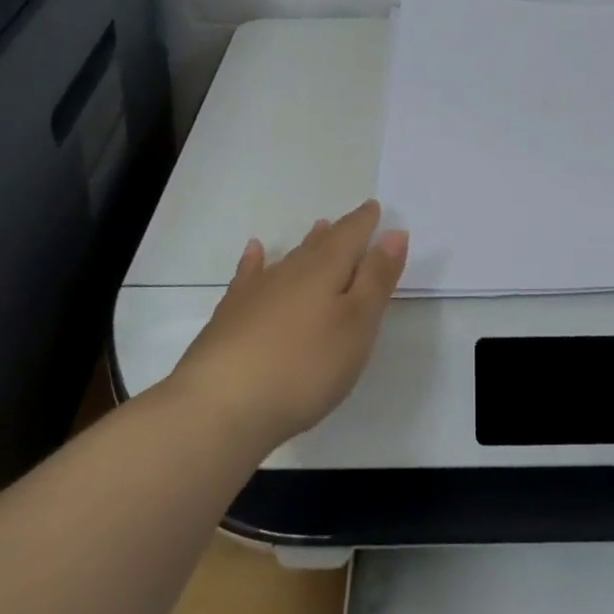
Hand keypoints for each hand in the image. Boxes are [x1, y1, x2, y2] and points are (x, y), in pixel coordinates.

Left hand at [170, 200, 408, 451]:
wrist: (220, 405)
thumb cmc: (305, 366)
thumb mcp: (357, 325)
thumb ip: (376, 278)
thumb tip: (393, 233)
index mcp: (326, 270)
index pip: (350, 235)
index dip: (364, 222)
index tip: (373, 207)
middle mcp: (291, 272)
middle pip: (320, 245)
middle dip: (339, 233)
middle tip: (350, 220)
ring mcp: (256, 293)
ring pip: (288, 259)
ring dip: (306, 245)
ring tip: (317, 229)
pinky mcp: (230, 316)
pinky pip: (248, 277)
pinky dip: (255, 262)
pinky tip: (254, 253)